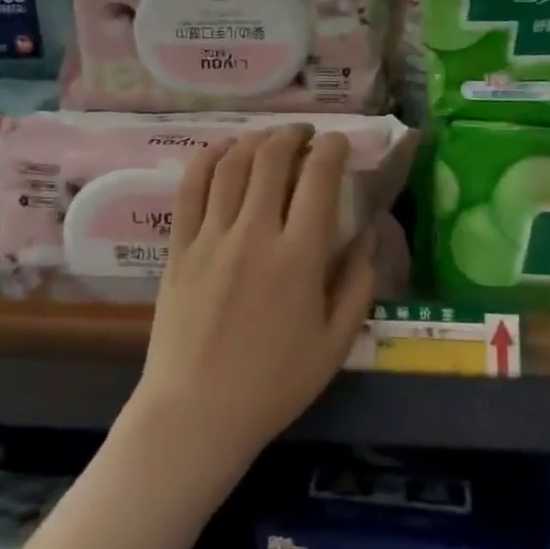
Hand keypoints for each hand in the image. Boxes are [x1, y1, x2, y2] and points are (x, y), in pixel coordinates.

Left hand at [128, 126, 378, 471]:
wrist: (196, 413)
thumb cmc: (274, 384)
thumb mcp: (335, 343)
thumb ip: (358, 284)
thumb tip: (369, 235)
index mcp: (299, 257)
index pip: (319, 179)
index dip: (332, 149)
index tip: (339, 143)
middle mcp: (255, 233)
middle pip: (272, 158)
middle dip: (294, 136)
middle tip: (306, 136)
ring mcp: (211, 236)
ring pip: (233, 164)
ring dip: (255, 139)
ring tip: (270, 138)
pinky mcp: (179, 246)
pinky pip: (191, 187)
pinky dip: (208, 158)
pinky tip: (223, 149)